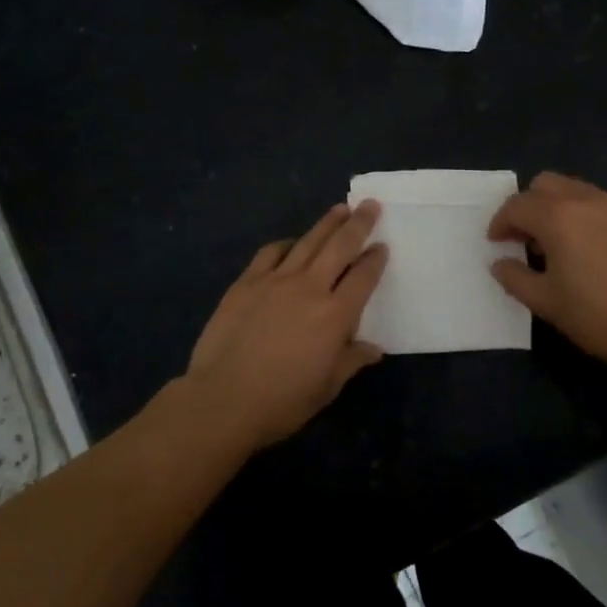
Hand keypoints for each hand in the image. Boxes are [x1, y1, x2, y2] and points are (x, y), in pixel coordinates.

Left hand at [185, 201, 388, 448]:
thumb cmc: (282, 401)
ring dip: (326, 224)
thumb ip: (352, 360)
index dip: (376, 259)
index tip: (383, 246)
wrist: (223, 400)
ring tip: (339, 209)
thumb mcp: (327, 387)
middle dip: (358, 224)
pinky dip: (286, 243)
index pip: (364, 277)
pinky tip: (292, 242)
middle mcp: (309, 288)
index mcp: (335, 315)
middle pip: (339, 246)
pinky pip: (270, 253)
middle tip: (370, 205)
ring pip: (307, 242)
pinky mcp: (246, 283)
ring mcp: (275, 281)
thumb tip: (373, 348)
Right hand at [488, 172, 606, 374]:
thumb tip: (499, 262)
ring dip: (558, 208)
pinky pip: (603, 204)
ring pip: (576, 190)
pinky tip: (594, 248)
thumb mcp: (546, 303)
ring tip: (560, 242)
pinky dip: (587, 216)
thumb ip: (515, 278)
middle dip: (529, 205)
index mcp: (557, 218)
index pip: (517, 205)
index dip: (500, 223)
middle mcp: (586, 200)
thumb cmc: (599, 315)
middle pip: (545, 184)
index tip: (497, 243)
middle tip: (526, 237)